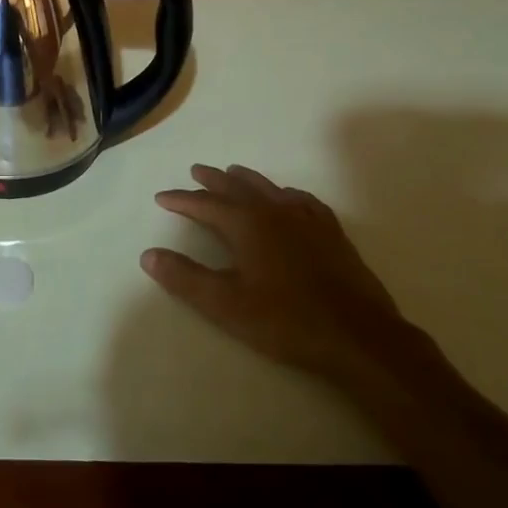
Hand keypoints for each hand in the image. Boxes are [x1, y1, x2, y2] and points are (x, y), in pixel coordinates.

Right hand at [143, 165, 414, 381]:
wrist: (359, 337)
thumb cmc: (286, 320)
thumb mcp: (226, 305)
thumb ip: (185, 278)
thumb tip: (148, 255)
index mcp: (246, 224)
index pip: (204, 204)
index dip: (181, 200)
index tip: (162, 197)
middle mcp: (274, 211)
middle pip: (236, 187)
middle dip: (212, 180)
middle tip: (196, 171)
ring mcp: (307, 219)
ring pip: (269, 188)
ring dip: (246, 180)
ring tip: (233, 173)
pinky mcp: (332, 233)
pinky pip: (303, 201)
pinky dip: (286, 194)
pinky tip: (288, 198)